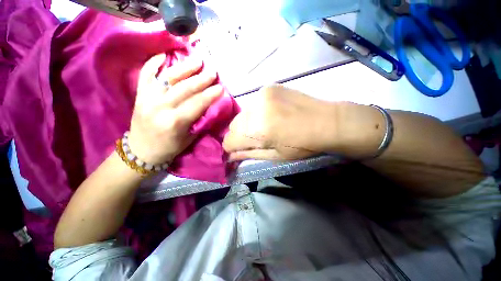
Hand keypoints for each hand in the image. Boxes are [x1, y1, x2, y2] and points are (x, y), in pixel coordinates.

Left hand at [128, 54, 222, 164]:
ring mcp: (147, 99)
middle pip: (184, 88)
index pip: (197, 103)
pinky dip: (154, 63)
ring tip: (197, 60)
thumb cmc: (169, 147)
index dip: (210, 94)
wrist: (141, 151)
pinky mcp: (139, 95)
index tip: (221, 87)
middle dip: (201, 78)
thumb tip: (209, 105)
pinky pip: (146, 74)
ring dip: (184, 67)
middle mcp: (160, 107)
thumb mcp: (189, 137)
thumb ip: (198, 120)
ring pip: (167, 78)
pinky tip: (165, 55)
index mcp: (174, 122)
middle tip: (213, 71)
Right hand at [223, 84, 337, 160]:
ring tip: (264, 126)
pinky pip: (253, 104)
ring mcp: (262, 95)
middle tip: (254, 139)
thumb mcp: (275, 156)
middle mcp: (255, 110)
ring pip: (242, 114)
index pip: (229, 140)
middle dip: (239, 135)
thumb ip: (250, 154)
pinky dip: (256, 112)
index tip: (238, 150)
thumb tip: (231, 156)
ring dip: (248, 123)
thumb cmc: (302, 145)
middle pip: (233, 125)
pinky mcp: (268, 88)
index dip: (231, 148)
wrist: (327, 121)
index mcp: (258, 131)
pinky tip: (270, 114)